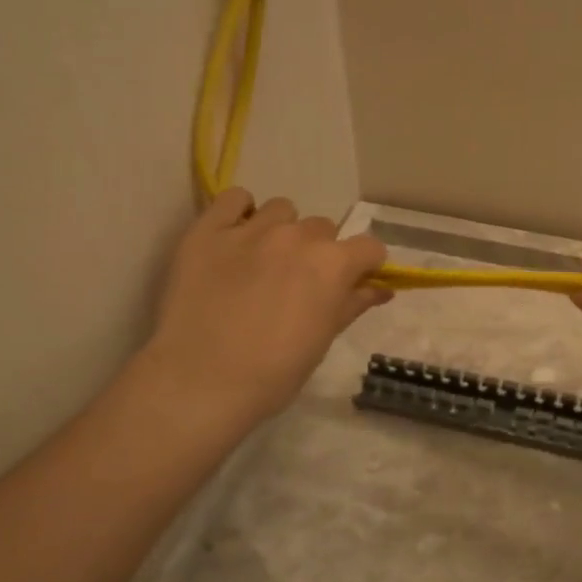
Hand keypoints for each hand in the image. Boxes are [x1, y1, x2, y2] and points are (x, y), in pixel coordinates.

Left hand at [137, 188, 388, 424]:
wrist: (200, 382)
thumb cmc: (273, 373)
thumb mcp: (323, 340)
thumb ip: (352, 304)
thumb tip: (380, 289)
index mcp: (333, 265)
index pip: (369, 247)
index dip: (364, 266)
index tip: (352, 284)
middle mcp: (297, 236)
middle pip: (324, 228)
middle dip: (319, 252)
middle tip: (299, 284)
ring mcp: (251, 229)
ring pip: (282, 211)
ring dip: (283, 230)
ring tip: (264, 261)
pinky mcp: (208, 230)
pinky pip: (234, 199)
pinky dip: (240, 212)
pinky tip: (235, 238)